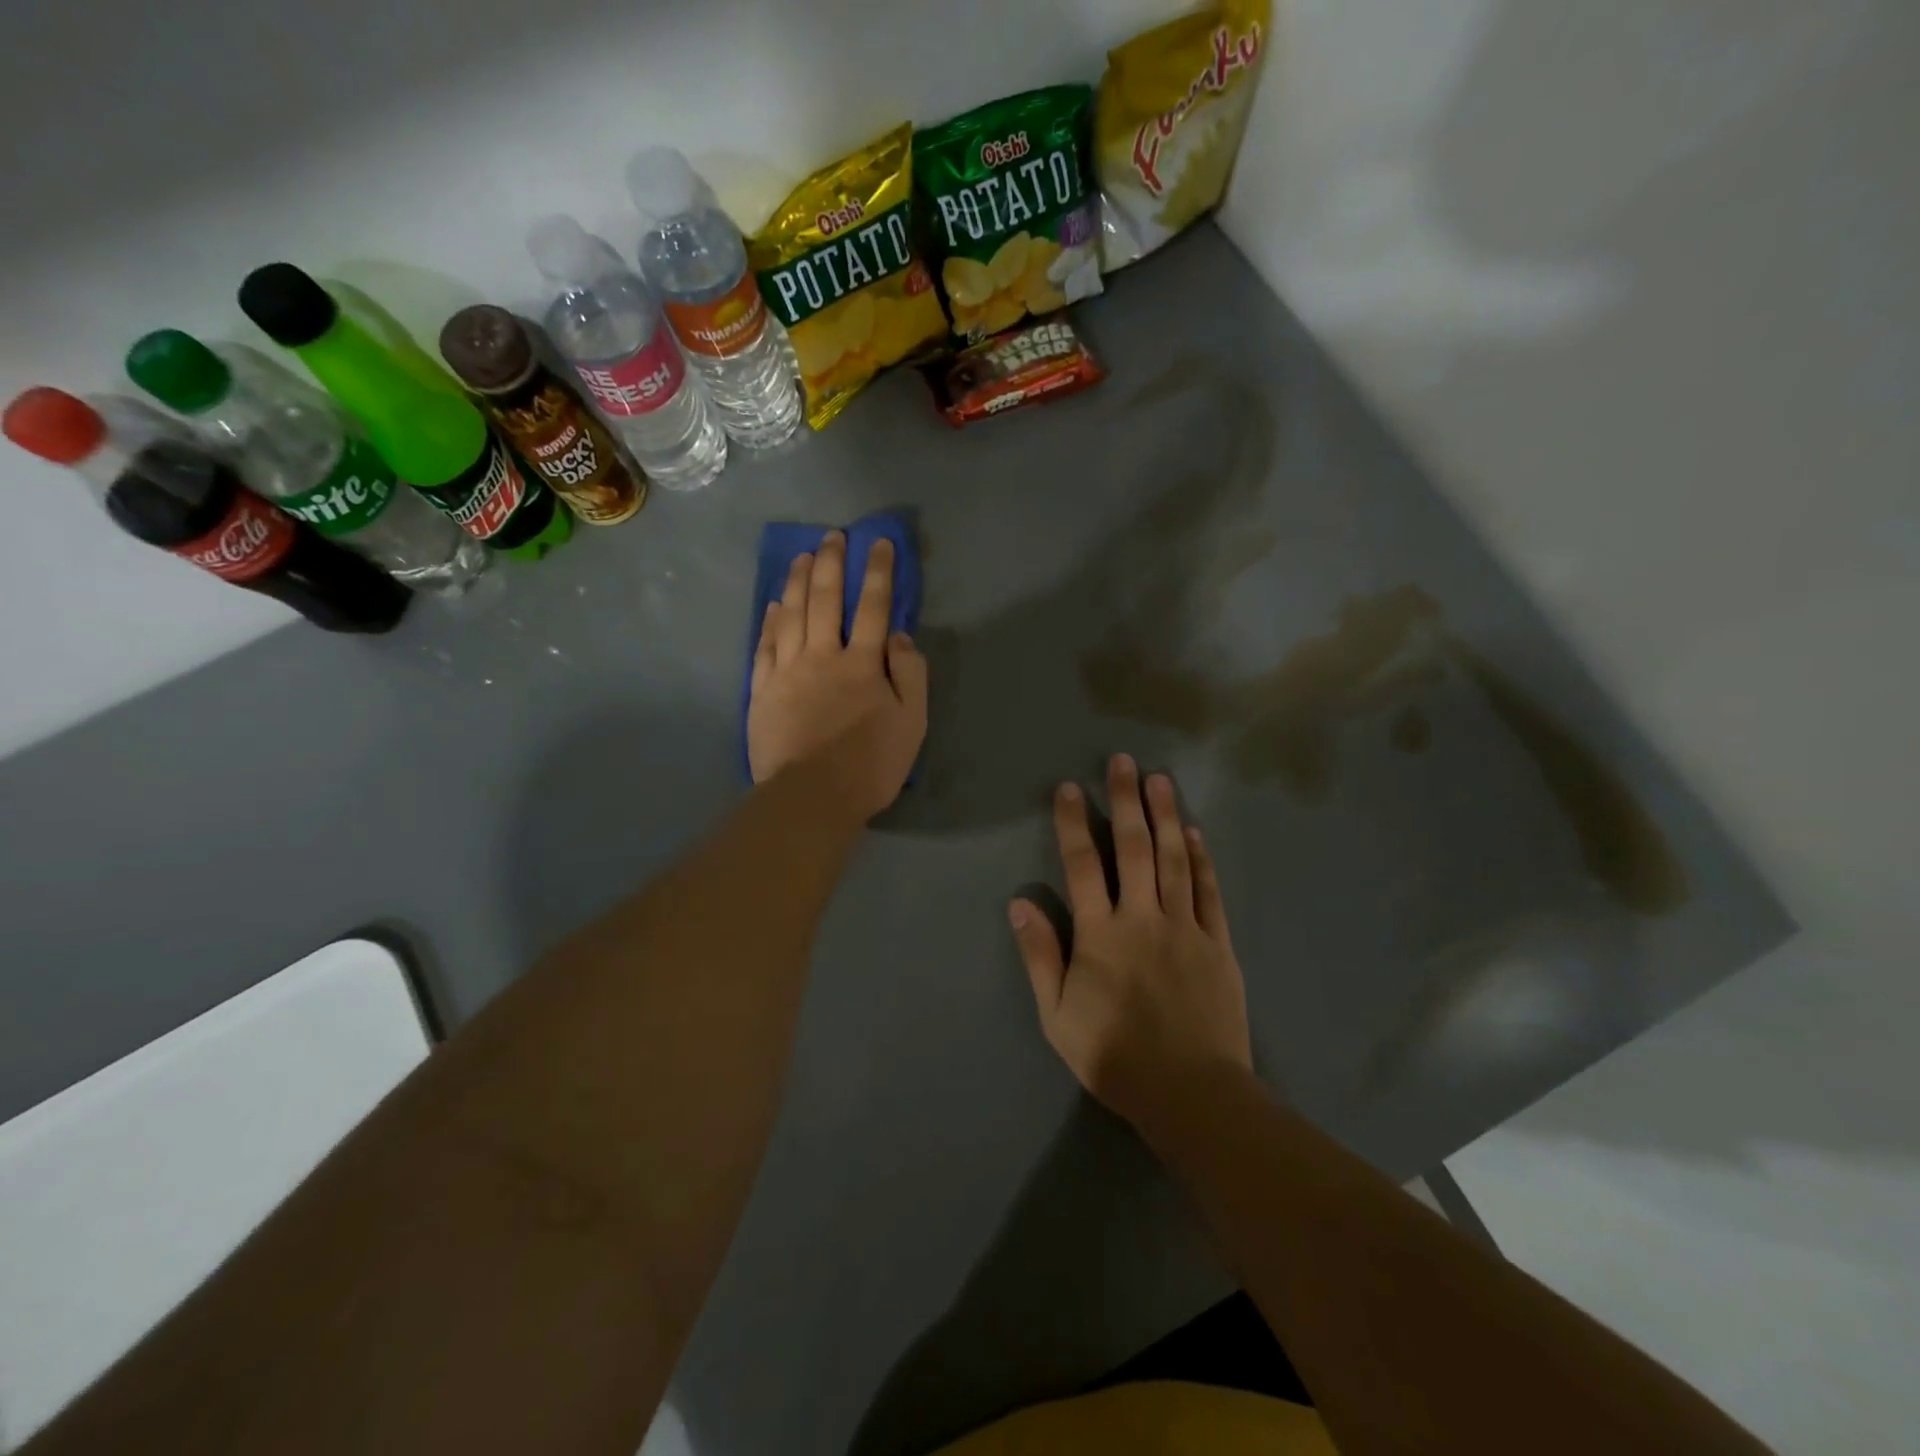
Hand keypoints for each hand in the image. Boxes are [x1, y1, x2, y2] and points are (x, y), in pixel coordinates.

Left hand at [747, 531, 927, 820]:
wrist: (811, 797)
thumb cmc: (870, 764)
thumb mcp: (911, 723)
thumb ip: (910, 675)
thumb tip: (899, 636)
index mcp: (863, 664)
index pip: (874, 608)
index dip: (879, 573)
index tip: (880, 544)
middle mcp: (823, 656)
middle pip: (826, 600)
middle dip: (833, 564)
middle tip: (834, 536)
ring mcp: (788, 670)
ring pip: (792, 614)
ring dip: (798, 581)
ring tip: (803, 556)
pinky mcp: (762, 690)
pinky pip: (765, 645)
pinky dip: (771, 620)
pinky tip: (774, 603)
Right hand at [1009, 754, 1250, 1127]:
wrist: (1190, 1093)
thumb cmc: (1114, 1056)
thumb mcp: (1057, 1015)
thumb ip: (1041, 955)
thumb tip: (1019, 903)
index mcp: (1101, 934)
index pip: (1083, 865)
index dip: (1074, 823)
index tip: (1071, 788)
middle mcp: (1143, 918)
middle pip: (1133, 848)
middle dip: (1126, 802)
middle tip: (1123, 762)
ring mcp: (1185, 927)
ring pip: (1174, 860)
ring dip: (1166, 816)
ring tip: (1160, 780)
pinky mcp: (1217, 943)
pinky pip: (1208, 891)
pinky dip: (1202, 858)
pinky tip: (1195, 832)